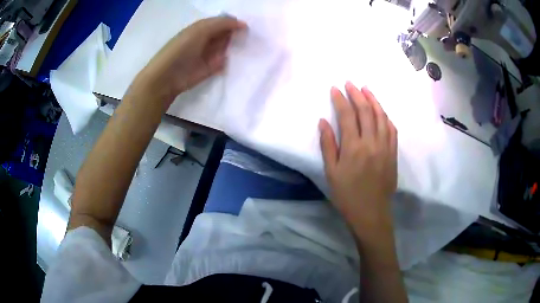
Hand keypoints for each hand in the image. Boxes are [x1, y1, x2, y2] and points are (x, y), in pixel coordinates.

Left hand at [132, 16, 246, 105]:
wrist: (168, 76)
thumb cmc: (181, 49)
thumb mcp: (201, 30)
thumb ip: (221, 23)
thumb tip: (242, 24)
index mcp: (203, 27)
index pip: (223, 21)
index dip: (235, 23)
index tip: (247, 27)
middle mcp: (207, 38)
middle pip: (227, 33)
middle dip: (238, 34)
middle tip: (250, 37)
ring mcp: (210, 53)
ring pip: (228, 46)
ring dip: (237, 46)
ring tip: (248, 47)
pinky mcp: (212, 68)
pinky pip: (226, 61)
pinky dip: (233, 59)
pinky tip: (241, 58)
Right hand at [319, 82, 396, 237]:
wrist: (371, 213)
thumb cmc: (347, 195)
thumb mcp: (331, 172)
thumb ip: (328, 145)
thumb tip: (323, 121)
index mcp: (354, 147)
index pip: (347, 116)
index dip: (340, 100)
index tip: (335, 88)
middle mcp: (371, 142)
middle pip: (366, 111)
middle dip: (357, 94)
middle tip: (350, 83)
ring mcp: (385, 146)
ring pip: (381, 116)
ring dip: (373, 100)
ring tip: (366, 89)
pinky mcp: (393, 153)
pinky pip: (391, 129)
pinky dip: (385, 116)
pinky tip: (381, 110)